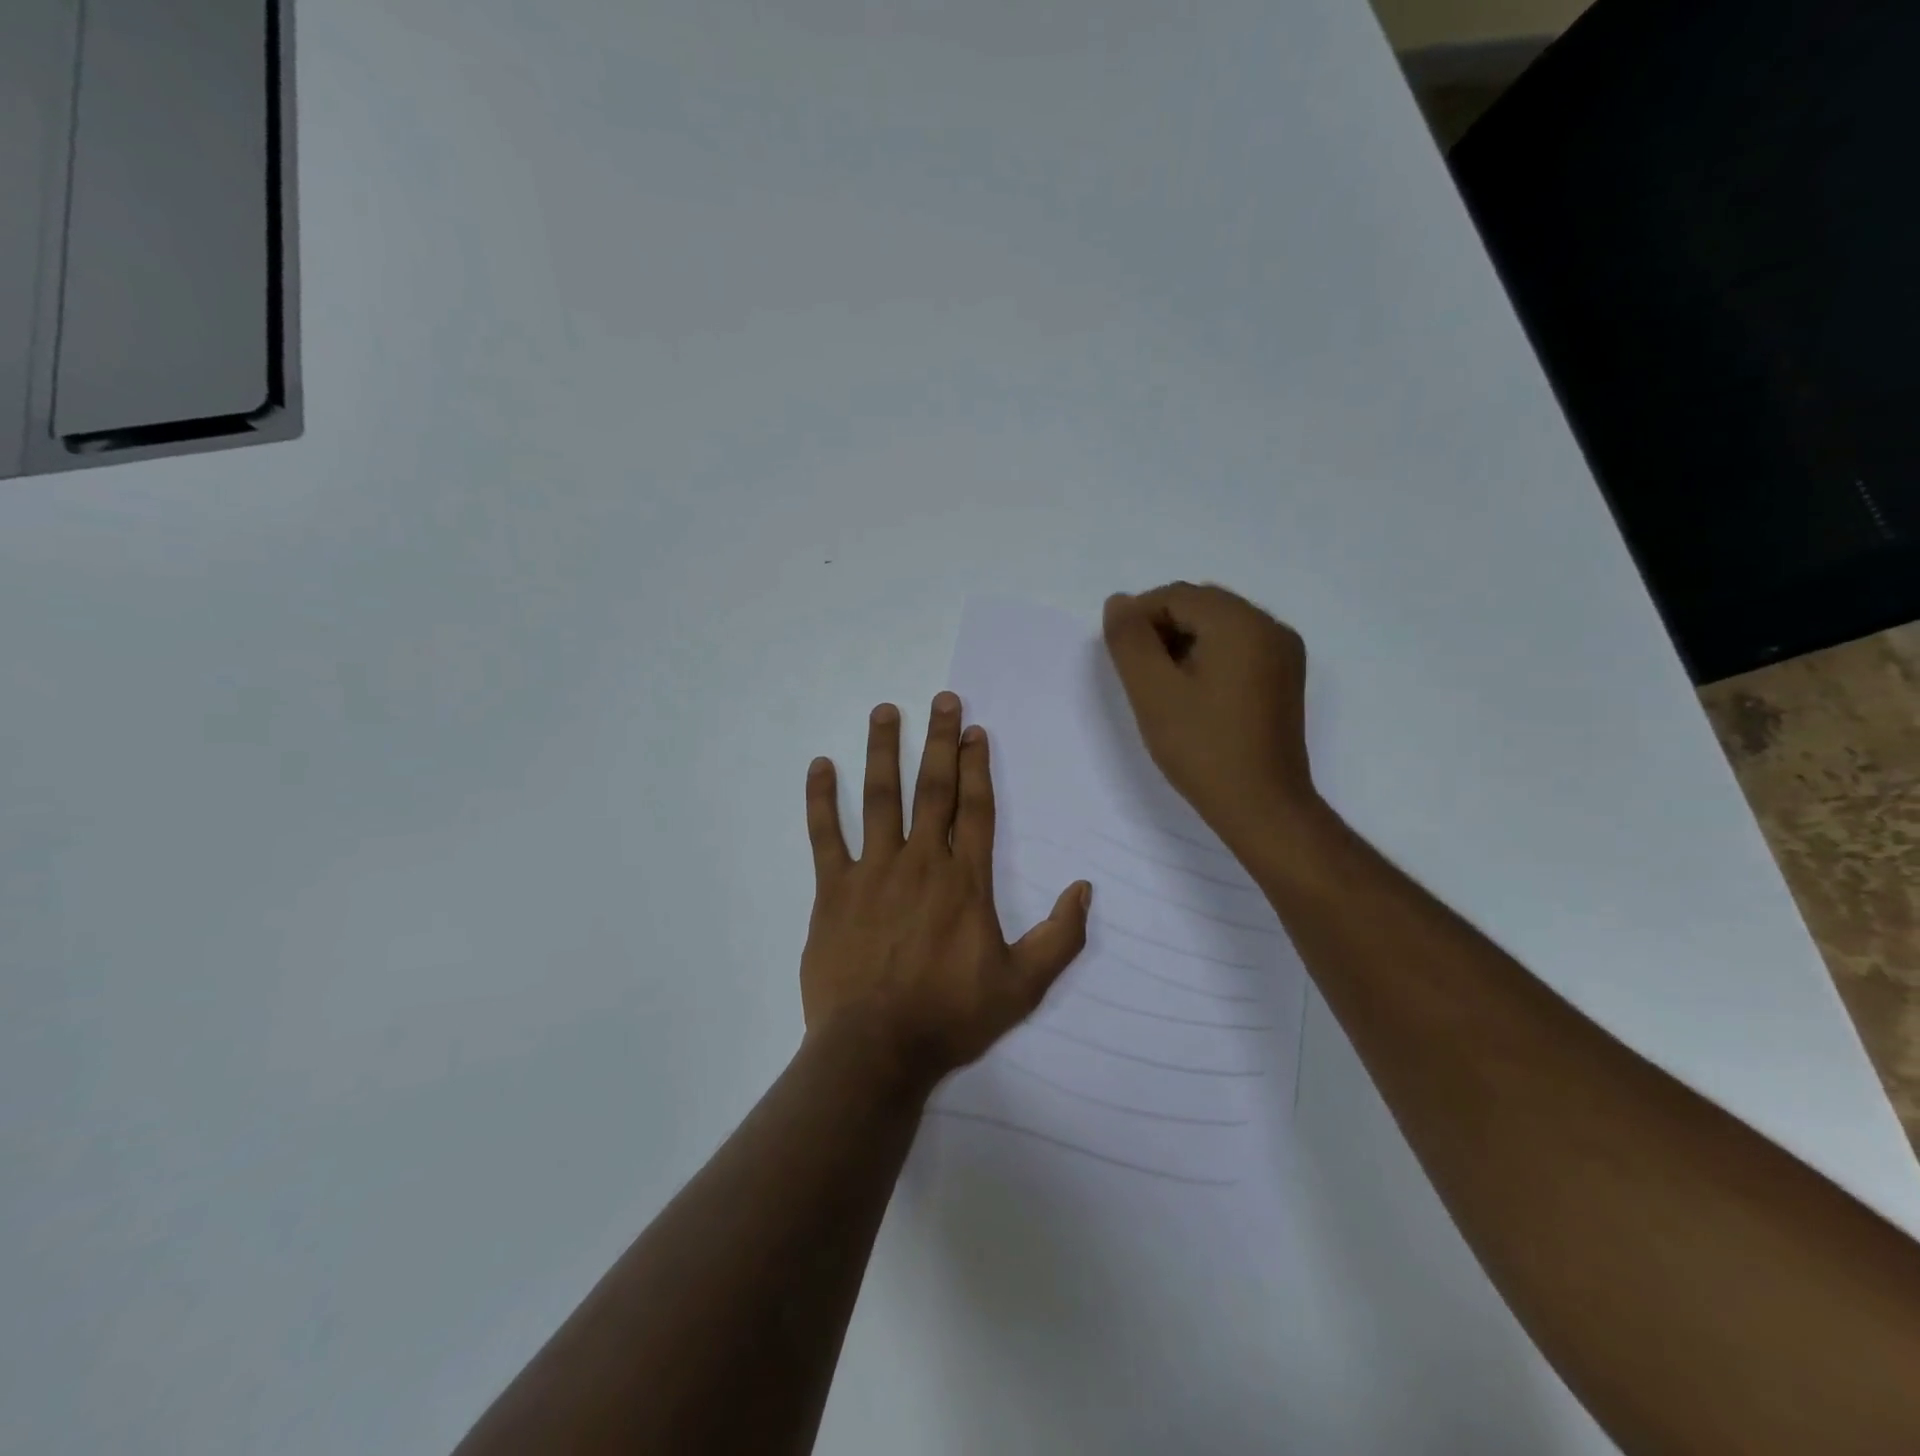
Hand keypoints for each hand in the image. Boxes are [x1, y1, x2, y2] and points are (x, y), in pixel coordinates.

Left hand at [799, 693, 1091, 1088]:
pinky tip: (819, 765)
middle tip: (941, 699)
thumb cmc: (951, 1017)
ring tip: (885, 711)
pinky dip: (821, 798)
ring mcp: (873, 871)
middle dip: (939, 740)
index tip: (974, 729)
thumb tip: (1084, 889)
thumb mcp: (1023, 986)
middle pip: (933, 788)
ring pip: (880, 798)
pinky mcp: (832, 889)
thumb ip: (1060, 937)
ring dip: (883, 751)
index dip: (976, 765)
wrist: (876, 1050)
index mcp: (966, 881)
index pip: (975, 808)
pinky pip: (824, 834)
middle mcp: (922, 862)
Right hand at [1103, 582, 1317, 852]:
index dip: (1139, 617)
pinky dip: (1208, 657)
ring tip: (1162, 685)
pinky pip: (1239, 648)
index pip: (1176, 596)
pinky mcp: (1284, 679)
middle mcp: (1270, 626)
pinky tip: (1192, 693)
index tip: (1119, 657)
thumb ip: (1130, 640)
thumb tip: (1119, 602)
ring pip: (1220, 626)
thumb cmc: (1202, 747)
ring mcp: (1283, 653)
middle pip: (1201, 606)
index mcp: (1241, 622)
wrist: (1262, 806)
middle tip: (1137, 672)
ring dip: (1183, 643)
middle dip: (1161, 628)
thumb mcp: (1152, 691)